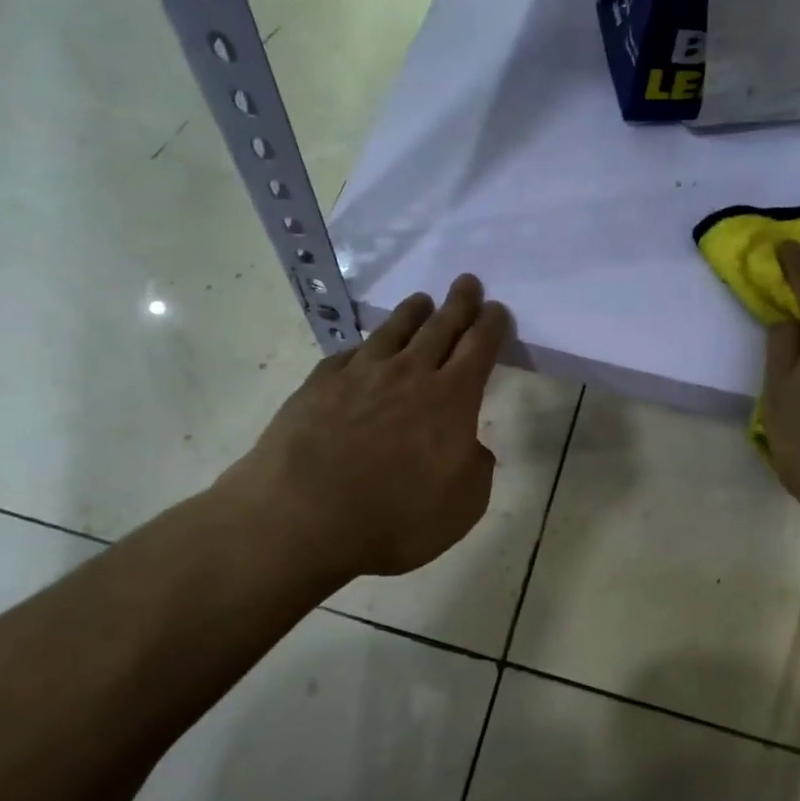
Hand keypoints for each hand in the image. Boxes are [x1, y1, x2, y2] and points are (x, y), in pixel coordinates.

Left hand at [210, 275, 511, 590]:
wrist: (301, 518)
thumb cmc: (394, 518)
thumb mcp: (462, 506)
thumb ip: (475, 468)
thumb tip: (470, 445)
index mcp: (451, 398)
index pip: (479, 347)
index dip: (492, 325)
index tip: (497, 309)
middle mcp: (409, 374)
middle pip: (440, 327)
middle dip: (459, 303)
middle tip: (467, 282)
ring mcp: (360, 375)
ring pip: (394, 331)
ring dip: (412, 313)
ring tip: (421, 300)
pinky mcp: (319, 384)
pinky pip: (350, 354)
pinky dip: (364, 347)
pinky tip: (364, 348)